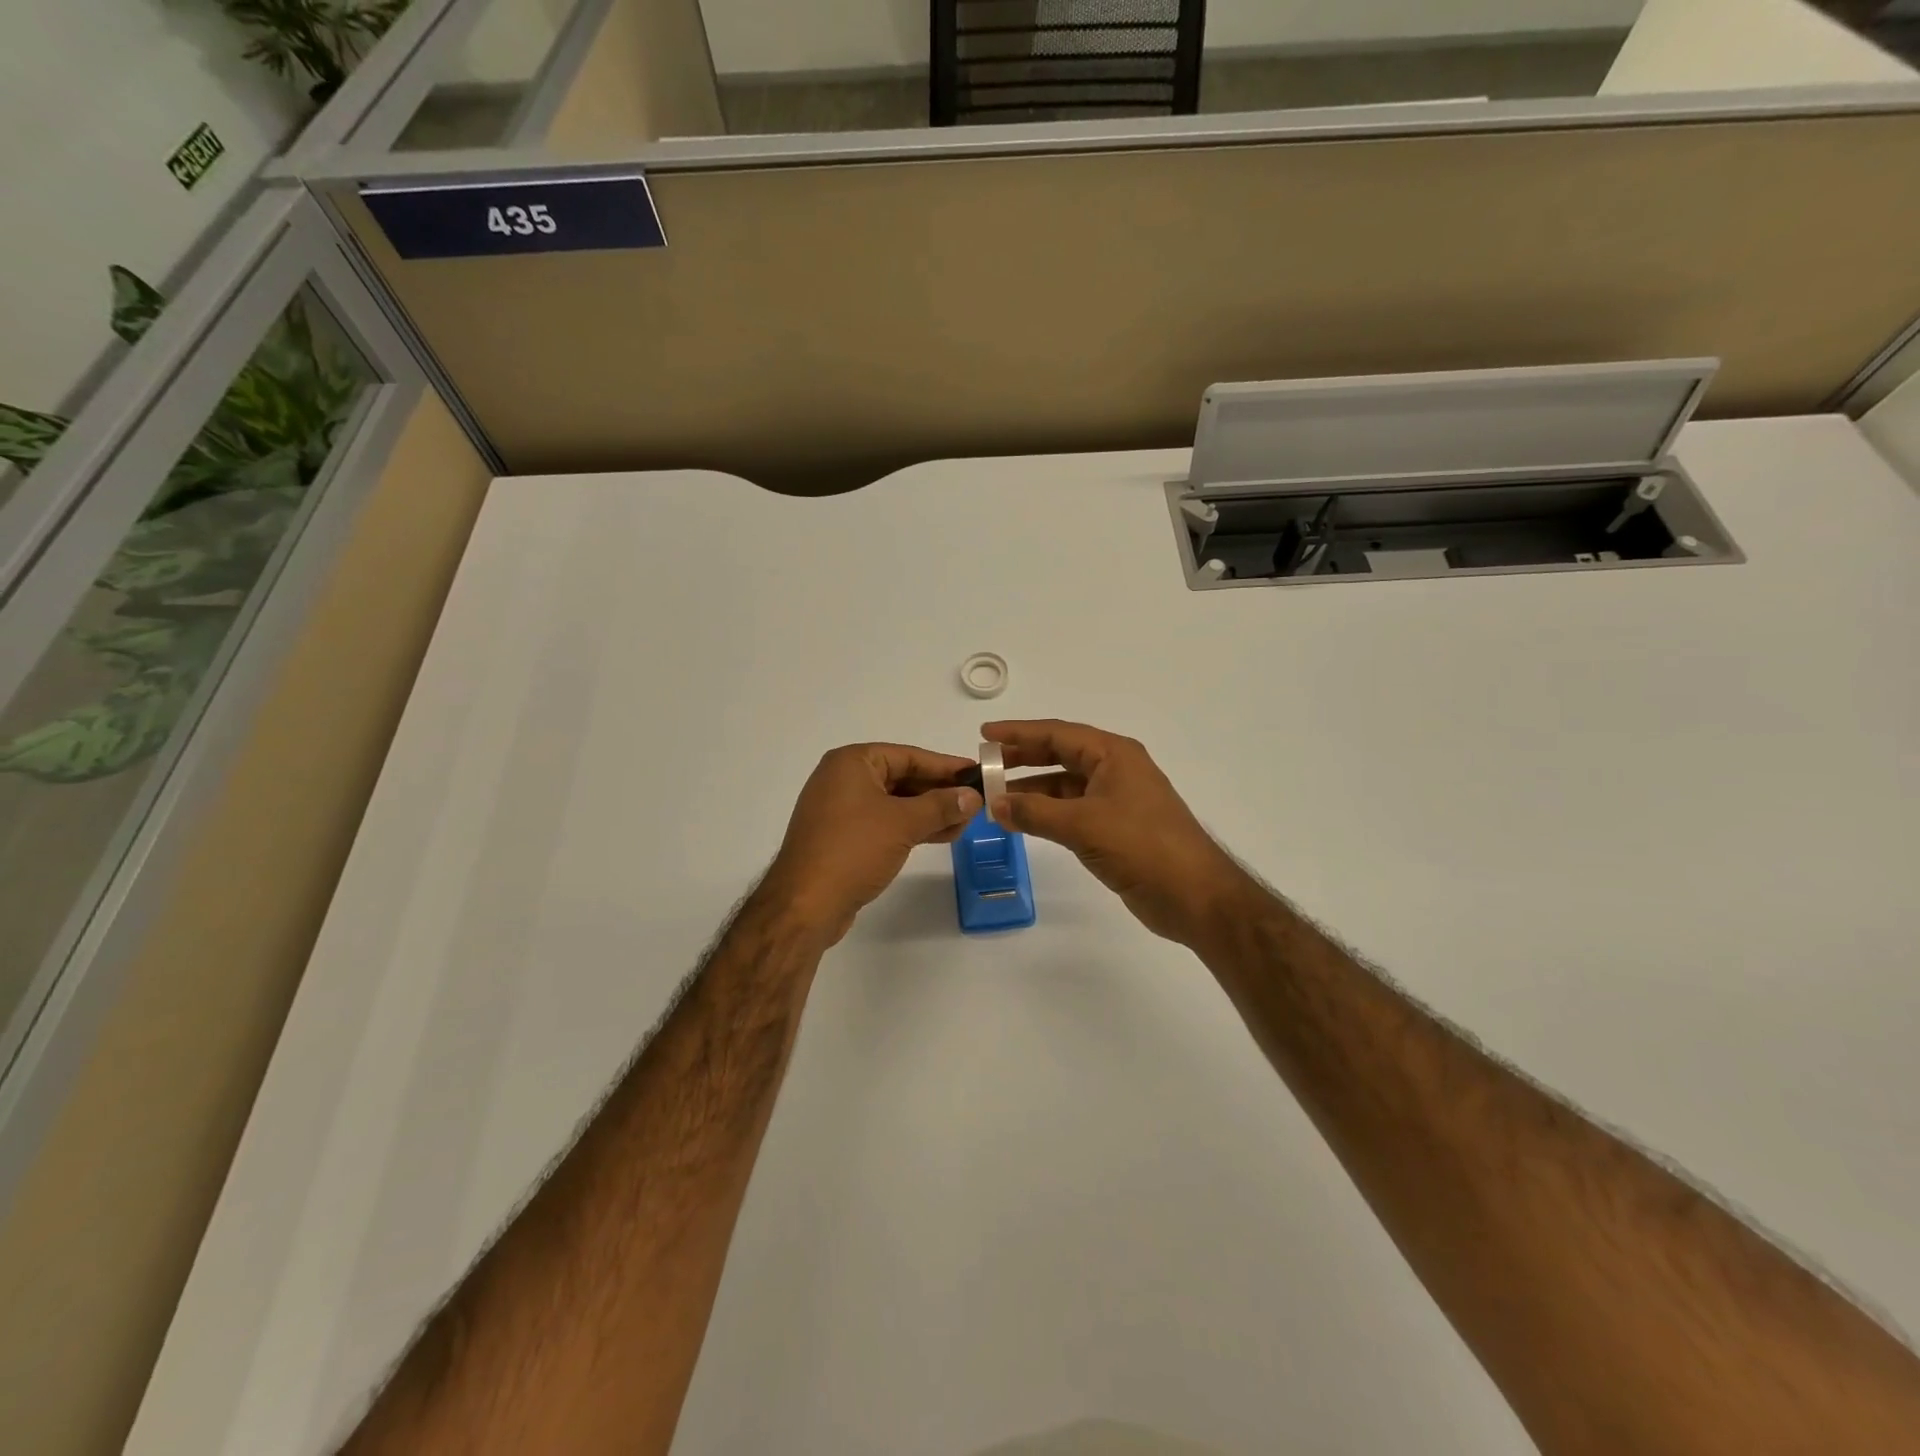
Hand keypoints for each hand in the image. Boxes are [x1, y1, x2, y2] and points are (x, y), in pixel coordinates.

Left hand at [762, 743, 981, 944]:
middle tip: (974, 802)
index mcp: (852, 762)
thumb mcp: (904, 823)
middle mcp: (843, 779)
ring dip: (929, 812)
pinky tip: (940, 835)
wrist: (805, 905)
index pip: (908, 755)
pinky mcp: (842, 837)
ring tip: (964, 823)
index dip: (945, 766)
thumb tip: (972, 796)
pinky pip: (884, 822)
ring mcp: (840, 809)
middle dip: (939, 792)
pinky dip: (911, 827)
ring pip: (895, 803)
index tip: (976, 774)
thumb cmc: (853, 850)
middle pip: (902, 778)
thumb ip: (941, 805)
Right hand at [984, 719, 1259, 945]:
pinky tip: (1023, 821)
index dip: (1019, 733)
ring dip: (1032, 789)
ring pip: (1065, 785)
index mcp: (1113, 755)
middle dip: (1022, 758)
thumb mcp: (1083, 825)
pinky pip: (1072, 810)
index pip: (1058, 734)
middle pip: (1060, 755)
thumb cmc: (1143, 847)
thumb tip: (994, 804)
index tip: (985, 733)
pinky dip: (1046, 813)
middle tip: (985, 764)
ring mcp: (1117, 800)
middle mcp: (1115, 770)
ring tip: (995, 796)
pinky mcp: (1116, 828)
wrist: (1196, 896)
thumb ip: (1035, 812)